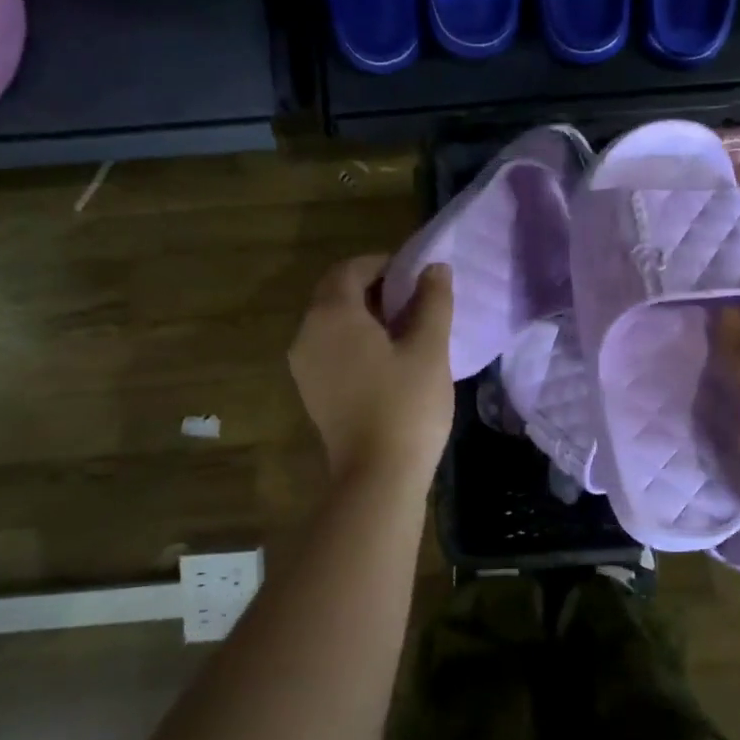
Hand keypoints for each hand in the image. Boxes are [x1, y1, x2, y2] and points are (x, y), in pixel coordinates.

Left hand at [290, 255, 454, 484]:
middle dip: (373, 287)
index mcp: (332, 314)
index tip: (415, 275)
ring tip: (405, 327)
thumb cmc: (407, 404)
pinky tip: (386, 357)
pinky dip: (354, 339)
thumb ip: (432, 301)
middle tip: (414, 298)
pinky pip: (329, 346)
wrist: (378, 474)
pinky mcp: (311, 389)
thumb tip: (434, 267)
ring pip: (331, 321)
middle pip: (336, 293)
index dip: (383, 264)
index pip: (351, 269)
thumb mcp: (429, 348)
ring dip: (363, 314)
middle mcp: (307, 333)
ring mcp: (304, 364)